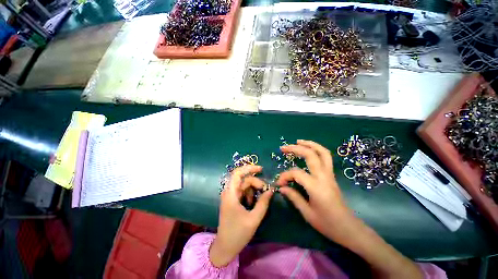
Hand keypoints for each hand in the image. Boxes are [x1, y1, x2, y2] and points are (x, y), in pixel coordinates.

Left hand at [210, 165, 272, 266]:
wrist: (225, 247)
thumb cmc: (237, 233)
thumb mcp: (253, 219)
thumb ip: (263, 203)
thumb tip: (271, 190)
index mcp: (231, 194)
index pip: (237, 173)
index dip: (249, 168)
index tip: (261, 169)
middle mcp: (229, 192)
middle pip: (243, 179)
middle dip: (255, 181)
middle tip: (265, 190)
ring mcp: (230, 196)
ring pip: (243, 185)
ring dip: (253, 188)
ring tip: (260, 198)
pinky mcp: (232, 200)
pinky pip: (242, 191)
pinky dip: (250, 193)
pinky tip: (253, 203)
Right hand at [277, 140, 422, 278]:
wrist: (349, 228)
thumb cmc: (328, 224)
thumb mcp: (307, 213)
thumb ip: (293, 197)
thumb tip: (282, 187)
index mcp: (316, 187)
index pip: (296, 173)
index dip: (285, 176)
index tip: (279, 184)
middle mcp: (324, 177)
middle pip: (310, 155)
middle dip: (295, 148)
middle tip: (283, 148)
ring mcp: (329, 175)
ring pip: (322, 152)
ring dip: (310, 144)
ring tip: (298, 141)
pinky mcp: (332, 176)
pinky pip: (326, 158)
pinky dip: (317, 150)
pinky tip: (309, 150)